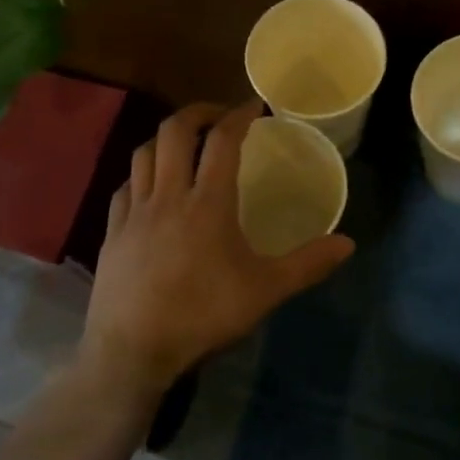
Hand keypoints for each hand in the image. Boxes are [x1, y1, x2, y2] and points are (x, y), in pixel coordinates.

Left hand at [81, 100, 354, 404]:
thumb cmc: (202, 316)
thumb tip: (348, 244)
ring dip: (166, 138)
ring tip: (185, 145)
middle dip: (198, 112)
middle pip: (174, 131)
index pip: (222, 140)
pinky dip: (141, 174)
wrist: (131, 353)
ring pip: (144, 152)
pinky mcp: (111, 232)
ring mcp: (134, 212)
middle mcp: (168, 195)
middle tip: (218, 116)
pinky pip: (124, 186)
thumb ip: (307, 264)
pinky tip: (151, 188)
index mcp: (207, 203)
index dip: (238, 115)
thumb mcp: (265, 292)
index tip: (253, 106)